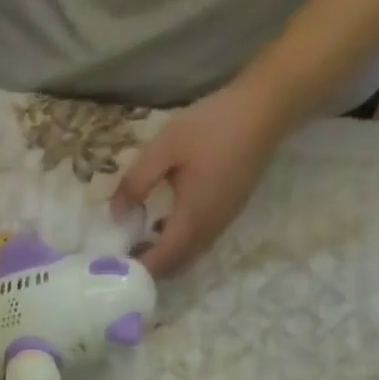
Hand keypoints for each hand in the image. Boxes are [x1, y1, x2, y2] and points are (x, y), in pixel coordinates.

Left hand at [111, 78, 282, 276]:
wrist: (266, 109)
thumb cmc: (212, 126)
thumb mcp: (164, 148)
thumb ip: (136, 183)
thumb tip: (115, 213)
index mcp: (191, 221)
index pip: (160, 263)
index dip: (136, 270)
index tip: (112, 267)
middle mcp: (208, 231)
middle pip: (175, 266)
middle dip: (148, 267)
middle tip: (120, 256)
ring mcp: (222, 223)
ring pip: (188, 255)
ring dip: (163, 256)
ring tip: (135, 242)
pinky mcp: (228, 213)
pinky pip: (198, 242)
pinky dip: (177, 243)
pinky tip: (160, 224)